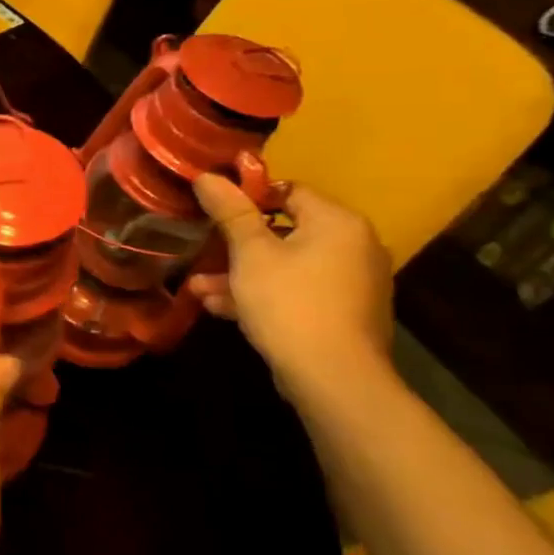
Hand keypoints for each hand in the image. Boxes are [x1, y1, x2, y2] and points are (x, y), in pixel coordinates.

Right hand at [189, 175, 393, 405]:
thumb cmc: (289, 302)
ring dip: (242, 275)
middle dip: (237, 244)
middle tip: (202, 252)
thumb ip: (231, 211)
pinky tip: (222, 309)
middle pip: (285, 231)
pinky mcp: (344, 315)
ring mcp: (353, 284)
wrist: (334, 379)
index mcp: (338, 222)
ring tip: (200, 289)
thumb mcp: (250, 253)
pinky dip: (264, 295)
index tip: (213, 210)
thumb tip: (207, 175)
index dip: (248, 196)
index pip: (289, 190)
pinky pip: (297, 292)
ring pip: (286, 266)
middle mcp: (354, 246)